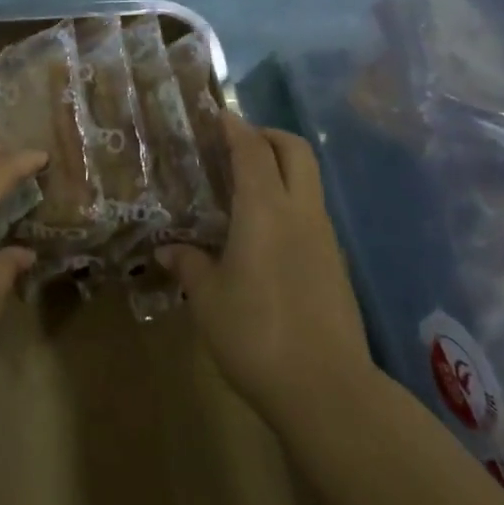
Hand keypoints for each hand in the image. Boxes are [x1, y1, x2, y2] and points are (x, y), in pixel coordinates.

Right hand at [158, 113, 374, 426]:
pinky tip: (264, 233)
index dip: (234, 127)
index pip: (252, 149)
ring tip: (244, 188)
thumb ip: (189, 264)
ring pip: (309, 181)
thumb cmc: (255, 333)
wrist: (326, 388)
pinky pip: (311, 213)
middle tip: (236, 145)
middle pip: (296, 150)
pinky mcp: (335, 264)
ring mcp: (324, 237)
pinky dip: (289, 203)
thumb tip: (167, 248)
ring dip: (281, 169)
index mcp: (265, 209)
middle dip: (268, 136)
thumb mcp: (208, 299)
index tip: (216, 115)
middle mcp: (301, 212)